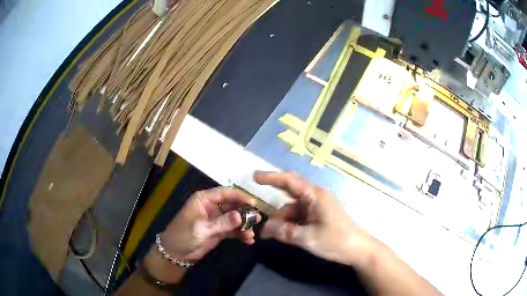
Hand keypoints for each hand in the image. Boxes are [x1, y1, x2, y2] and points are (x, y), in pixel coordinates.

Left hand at [160, 187, 259, 260]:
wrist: (177, 253)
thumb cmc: (183, 235)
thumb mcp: (202, 228)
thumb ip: (222, 222)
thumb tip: (240, 216)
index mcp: (204, 199)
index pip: (224, 193)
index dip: (239, 197)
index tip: (253, 203)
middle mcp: (212, 207)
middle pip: (232, 205)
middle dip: (244, 212)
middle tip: (257, 219)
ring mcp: (217, 220)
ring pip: (235, 218)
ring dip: (244, 225)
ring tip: (252, 233)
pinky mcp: (219, 231)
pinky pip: (233, 230)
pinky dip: (241, 234)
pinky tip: (248, 240)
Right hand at [256, 171, 373, 265]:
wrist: (359, 249)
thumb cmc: (336, 241)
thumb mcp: (307, 238)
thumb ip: (284, 231)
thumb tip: (264, 228)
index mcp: (315, 196)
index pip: (289, 181)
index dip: (270, 177)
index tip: (254, 177)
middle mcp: (316, 197)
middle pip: (289, 196)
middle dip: (275, 206)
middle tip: (258, 215)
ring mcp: (318, 207)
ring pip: (293, 209)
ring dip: (282, 220)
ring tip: (271, 234)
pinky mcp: (320, 216)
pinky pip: (300, 216)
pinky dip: (290, 223)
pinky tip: (284, 234)